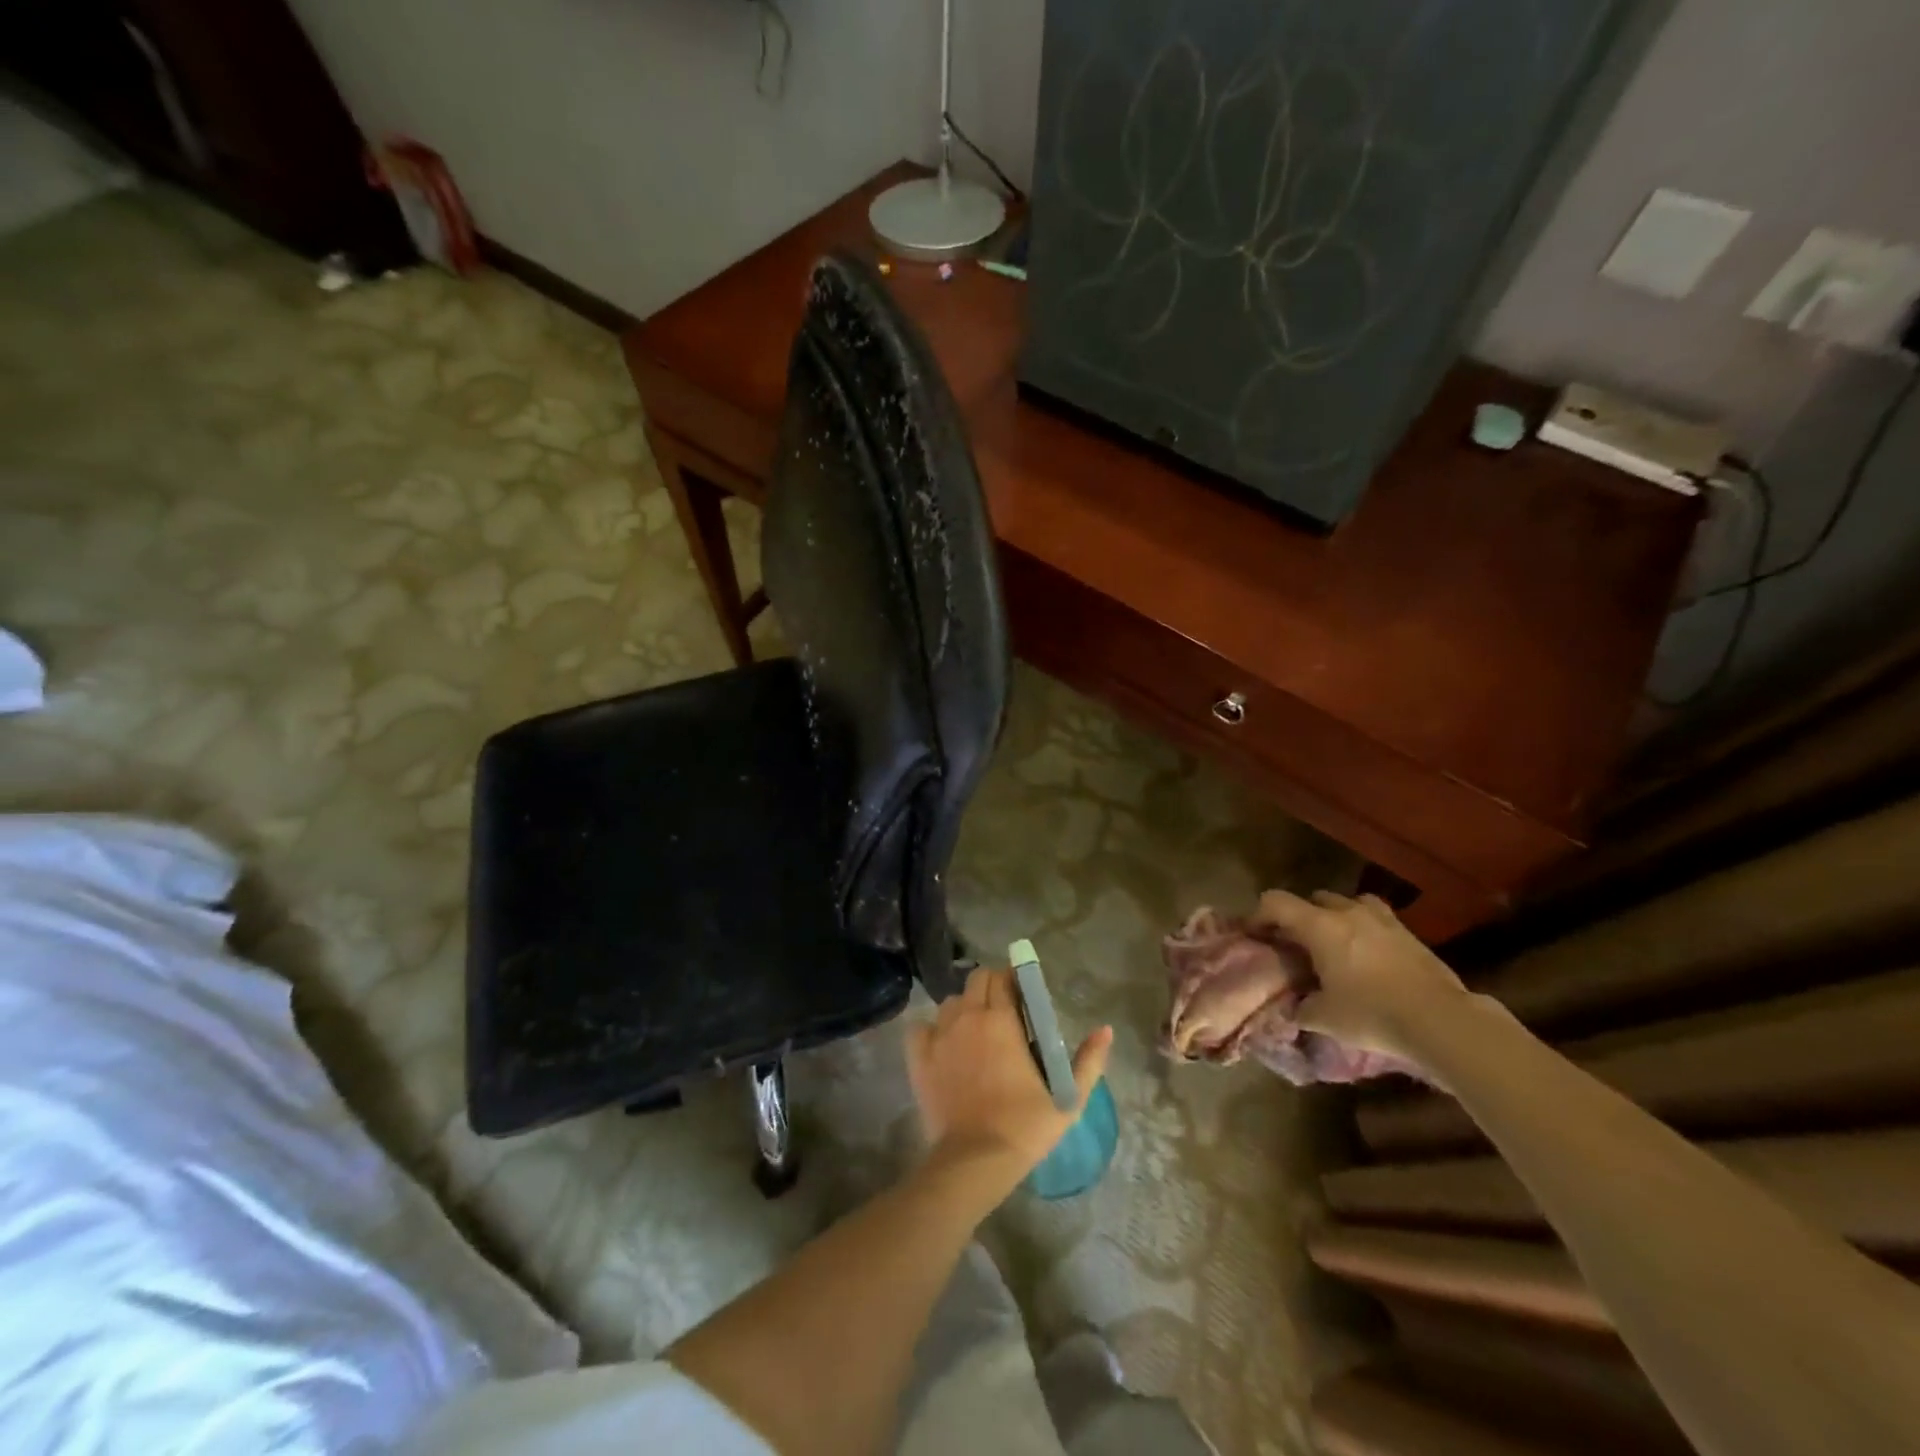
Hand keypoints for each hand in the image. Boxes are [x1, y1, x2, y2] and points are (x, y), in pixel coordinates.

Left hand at [906, 968, 1112, 1206]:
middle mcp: (967, 1016)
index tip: (1023, 994)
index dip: (1013, 979)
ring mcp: (939, 1034)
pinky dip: (932, 1030)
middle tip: (1003, 1011)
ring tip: (975, 1031)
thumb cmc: (1024, 1126)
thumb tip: (1105, 1029)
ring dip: (964, 1008)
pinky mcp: (919, 1057)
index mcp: (1001, 1019)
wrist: (975, 1160)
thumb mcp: (1068, 1098)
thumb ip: (1089, 1061)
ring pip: (950, 1002)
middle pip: (976, 980)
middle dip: (990, 987)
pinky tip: (944, 1045)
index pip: (1002, 977)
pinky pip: (921, 1027)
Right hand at [1251, 890, 1469, 1066]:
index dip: (1258, 914)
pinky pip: (1376, 919)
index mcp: (1320, 926)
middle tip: (1297, 943)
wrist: (1441, 1020)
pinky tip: (1369, 956)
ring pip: (1349, 903)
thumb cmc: (1372, 1014)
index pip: (1276, 902)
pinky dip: (1365, 929)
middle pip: (1313, 899)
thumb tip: (1294, 1008)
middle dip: (1300, 916)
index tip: (1253, 934)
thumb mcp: (1324, 1019)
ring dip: (1336, 916)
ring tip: (1335, 943)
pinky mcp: (1409, 934)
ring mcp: (1382, 920)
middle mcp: (1348, 913)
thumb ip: (1302, 1008)